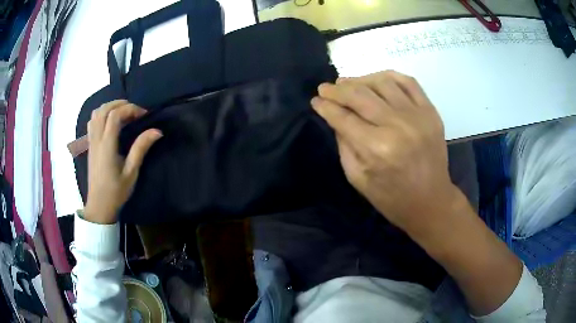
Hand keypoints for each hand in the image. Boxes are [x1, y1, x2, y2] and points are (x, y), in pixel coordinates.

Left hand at [84, 100, 161, 223]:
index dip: (130, 109)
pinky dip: (101, 115)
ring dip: (110, 107)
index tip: (143, 115)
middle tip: (134, 111)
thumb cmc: (116, 191)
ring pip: (96, 113)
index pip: (115, 115)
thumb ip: (141, 148)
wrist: (99, 206)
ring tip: (123, 113)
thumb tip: (157, 131)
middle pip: (104, 109)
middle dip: (120, 104)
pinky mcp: (90, 145)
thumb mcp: (131, 172)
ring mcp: (91, 141)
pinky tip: (110, 122)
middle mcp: (97, 139)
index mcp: (107, 145)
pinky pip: (92, 122)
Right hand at [311, 71, 458, 234]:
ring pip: (382, 82)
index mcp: (377, 148)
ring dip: (360, 79)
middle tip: (326, 88)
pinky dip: (389, 76)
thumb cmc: (392, 198)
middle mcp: (397, 126)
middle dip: (337, 90)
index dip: (325, 106)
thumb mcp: (358, 179)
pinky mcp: (431, 112)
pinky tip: (376, 80)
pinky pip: (408, 82)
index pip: (343, 117)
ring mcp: (417, 115)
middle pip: (360, 95)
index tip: (316, 100)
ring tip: (348, 83)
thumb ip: (344, 145)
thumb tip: (335, 117)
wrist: (431, 201)